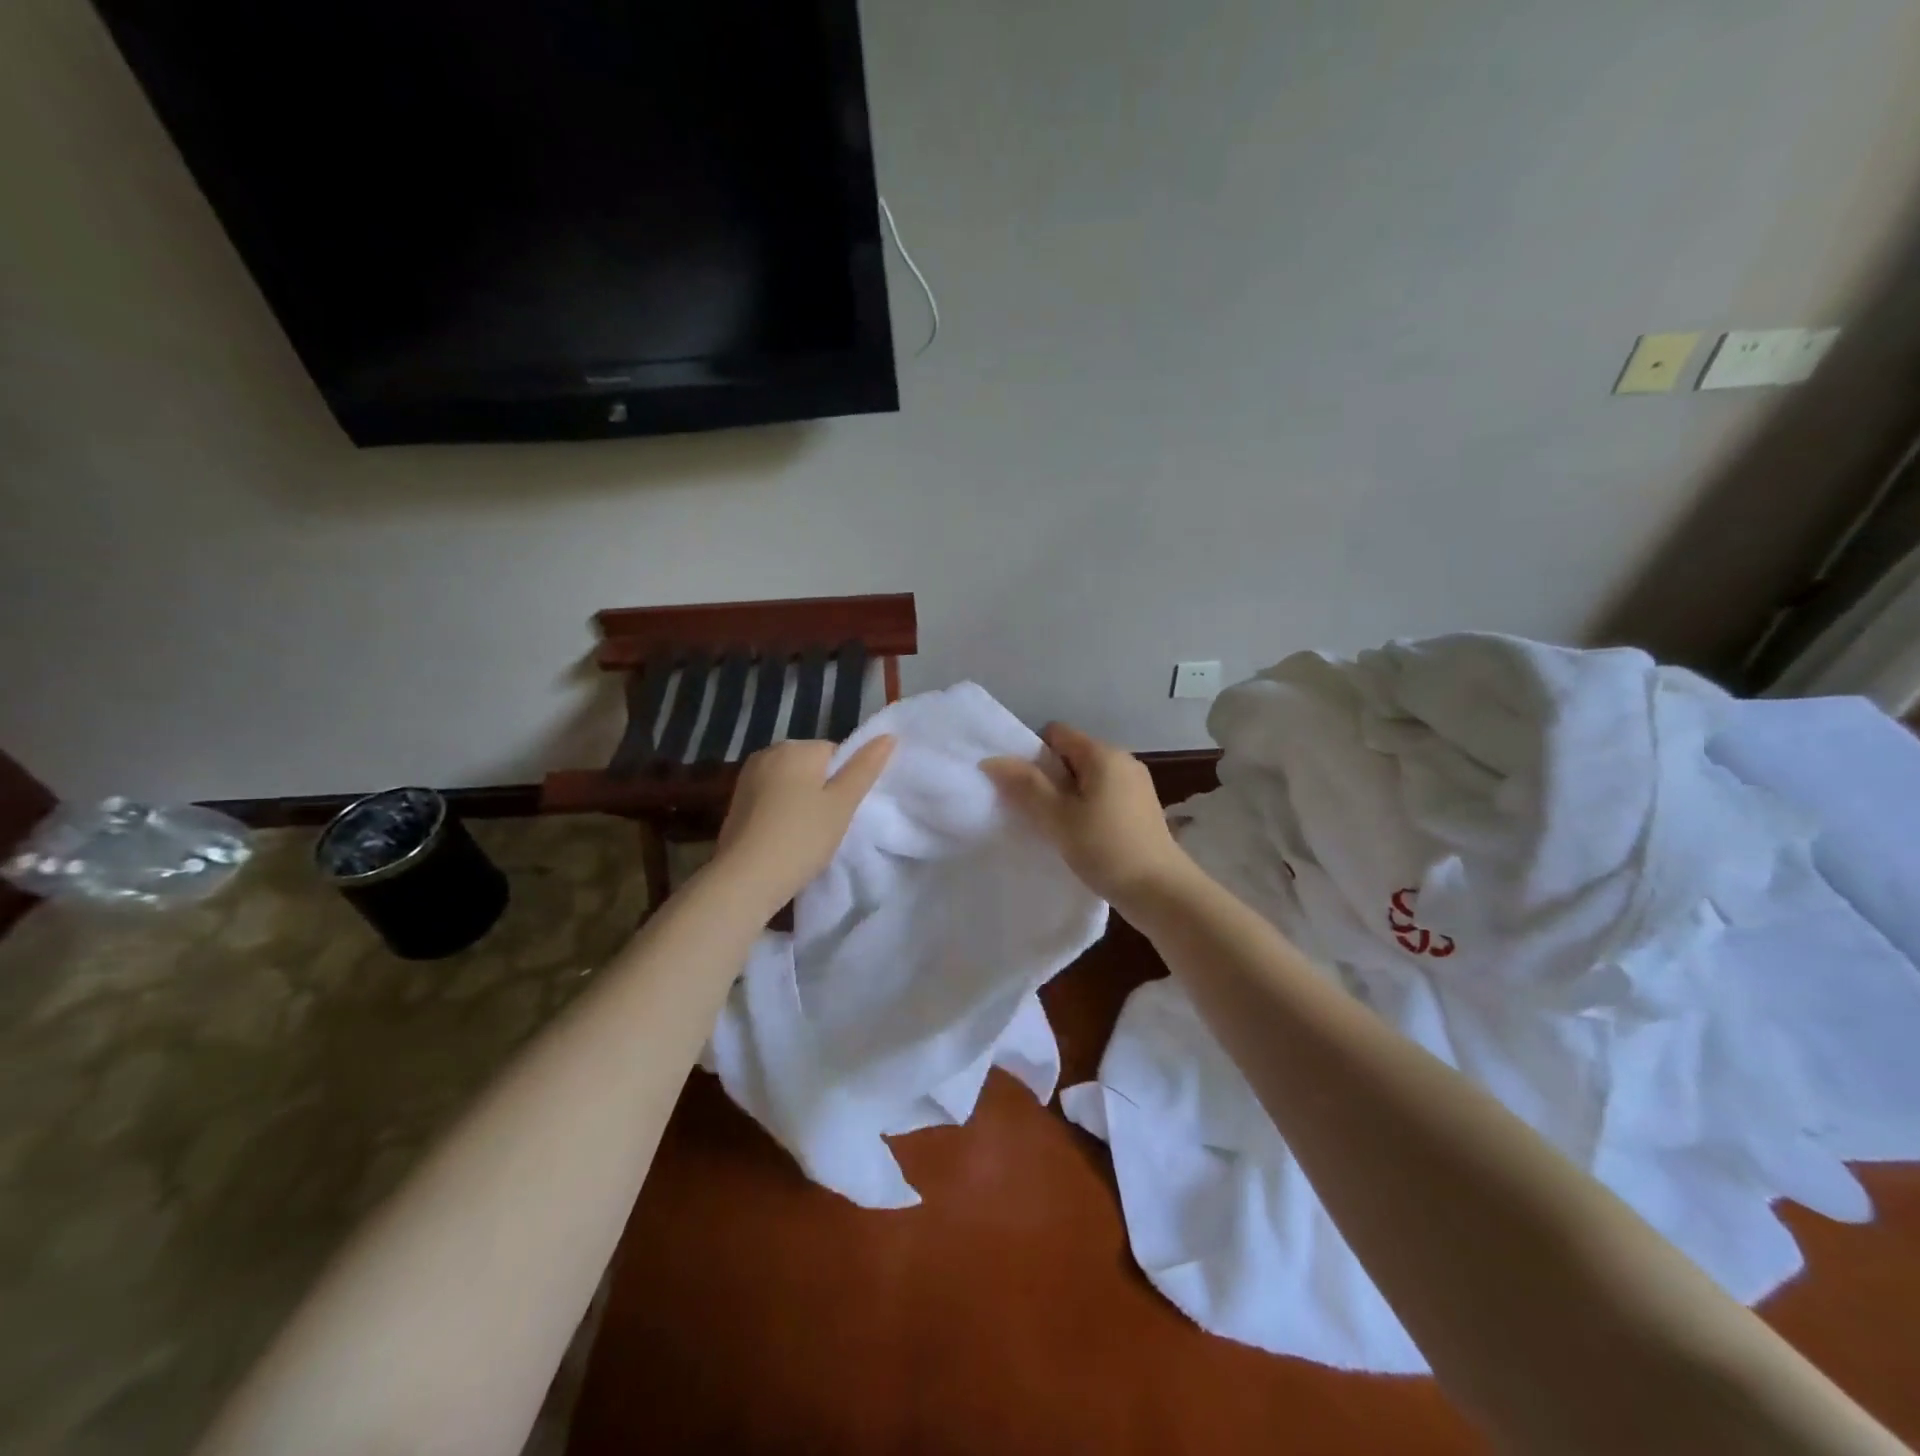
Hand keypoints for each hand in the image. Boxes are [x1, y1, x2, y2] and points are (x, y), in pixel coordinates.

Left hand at [712, 736, 895, 908]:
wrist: (745, 879)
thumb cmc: (802, 837)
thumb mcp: (843, 803)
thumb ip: (865, 768)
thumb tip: (888, 736)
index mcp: (796, 747)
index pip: (835, 753)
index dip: (845, 782)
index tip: (842, 811)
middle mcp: (768, 752)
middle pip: (811, 765)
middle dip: (822, 790)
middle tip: (827, 826)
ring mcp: (748, 776)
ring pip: (791, 782)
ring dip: (802, 802)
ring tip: (806, 835)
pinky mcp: (736, 800)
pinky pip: (771, 797)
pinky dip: (781, 812)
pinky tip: (784, 837)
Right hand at [982, 722, 1192, 907]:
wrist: (1162, 892)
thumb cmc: (1106, 849)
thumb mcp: (1058, 817)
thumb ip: (1025, 785)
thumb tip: (992, 759)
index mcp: (1103, 754)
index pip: (1056, 733)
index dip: (1032, 754)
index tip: (1021, 787)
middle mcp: (1123, 761)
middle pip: (1072, 755)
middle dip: (1048, 778)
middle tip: (1032, 811)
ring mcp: (1136, 785)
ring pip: (1087, 779)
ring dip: (1066, 797)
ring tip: (1054, 827)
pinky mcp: (1141, 809)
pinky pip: (1103, 796)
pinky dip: (1086, 809)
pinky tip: (1080, 836)